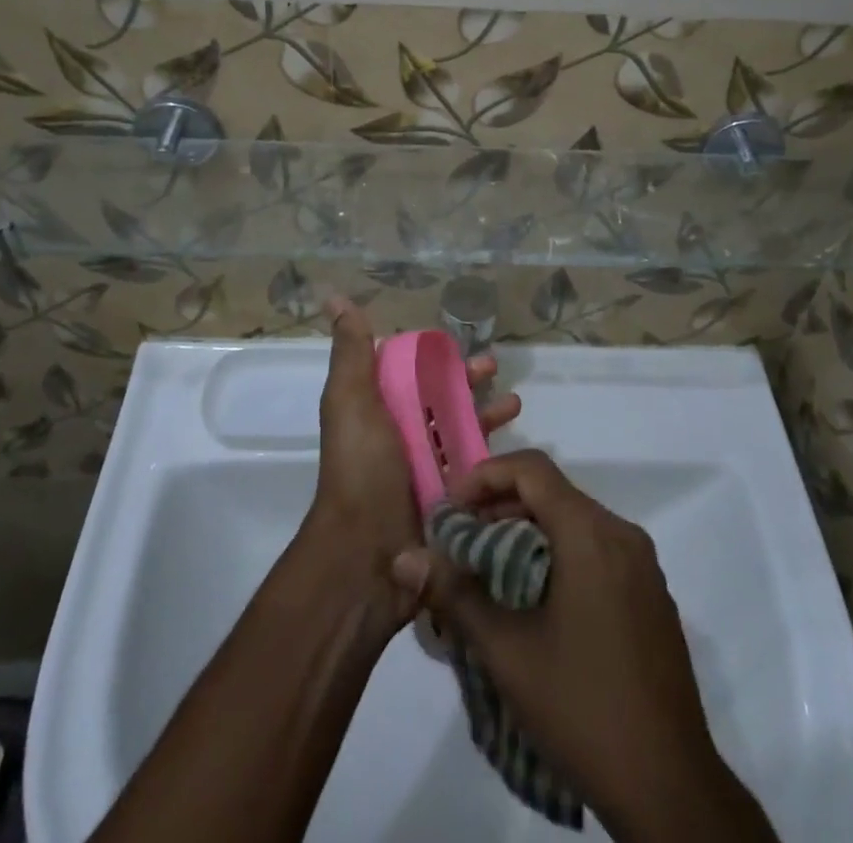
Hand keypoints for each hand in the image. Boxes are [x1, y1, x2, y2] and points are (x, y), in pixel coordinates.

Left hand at [304, 297, 520, 630]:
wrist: (367, 555)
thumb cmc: (361, 469)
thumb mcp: (351, 401)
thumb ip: (351, 351)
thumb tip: (335, 297)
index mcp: (376, 410)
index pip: (407, 371)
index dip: (431, 354)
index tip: (457, 342)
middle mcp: (400, 436)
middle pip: (440, 398)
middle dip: (467, 379)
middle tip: (494, 367)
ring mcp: (425, 470)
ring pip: (461, 430)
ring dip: (487, 412)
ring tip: (515, 403)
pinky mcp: (448, 499)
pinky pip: (475, 468)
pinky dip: (495, 452)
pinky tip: (517, 443)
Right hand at [390, 450, 775, 841]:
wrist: (669, 787)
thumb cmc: (582, 706)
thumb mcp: (507, 652)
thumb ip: (455, 594)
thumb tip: (406, 558)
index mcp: (591, 533)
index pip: (532, 469)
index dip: (485, 476)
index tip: (451, 510)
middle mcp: (621, 534)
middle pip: (553, 493)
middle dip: (500, 507)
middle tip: (460, 542)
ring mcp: (642, 565)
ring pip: (575, 522)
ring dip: (528, 533)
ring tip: (488, 572)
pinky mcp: (651, 595)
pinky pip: (597, 550)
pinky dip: (559, 554)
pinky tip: (533, 600)